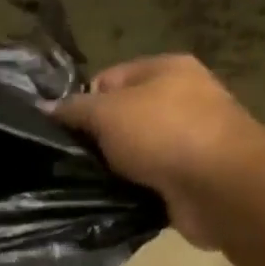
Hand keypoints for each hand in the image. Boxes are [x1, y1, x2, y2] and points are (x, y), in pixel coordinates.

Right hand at [53, 55, 264, 248]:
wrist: (220, 186)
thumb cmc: (163, 134)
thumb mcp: (107, 113)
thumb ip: (73, 109)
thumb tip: (44, 107)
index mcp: (165, 69)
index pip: (108, 79)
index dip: (82, 102)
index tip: (65, 130)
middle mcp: (181, 98)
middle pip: (122, 116)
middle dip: (98, 138)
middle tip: (74, 158)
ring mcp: (189, 138)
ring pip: (134, 150)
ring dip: (115, 166)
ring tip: (90, 181)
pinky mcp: (190, 175)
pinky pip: (149, 177)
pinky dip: (133, 187)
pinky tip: (115, 196)